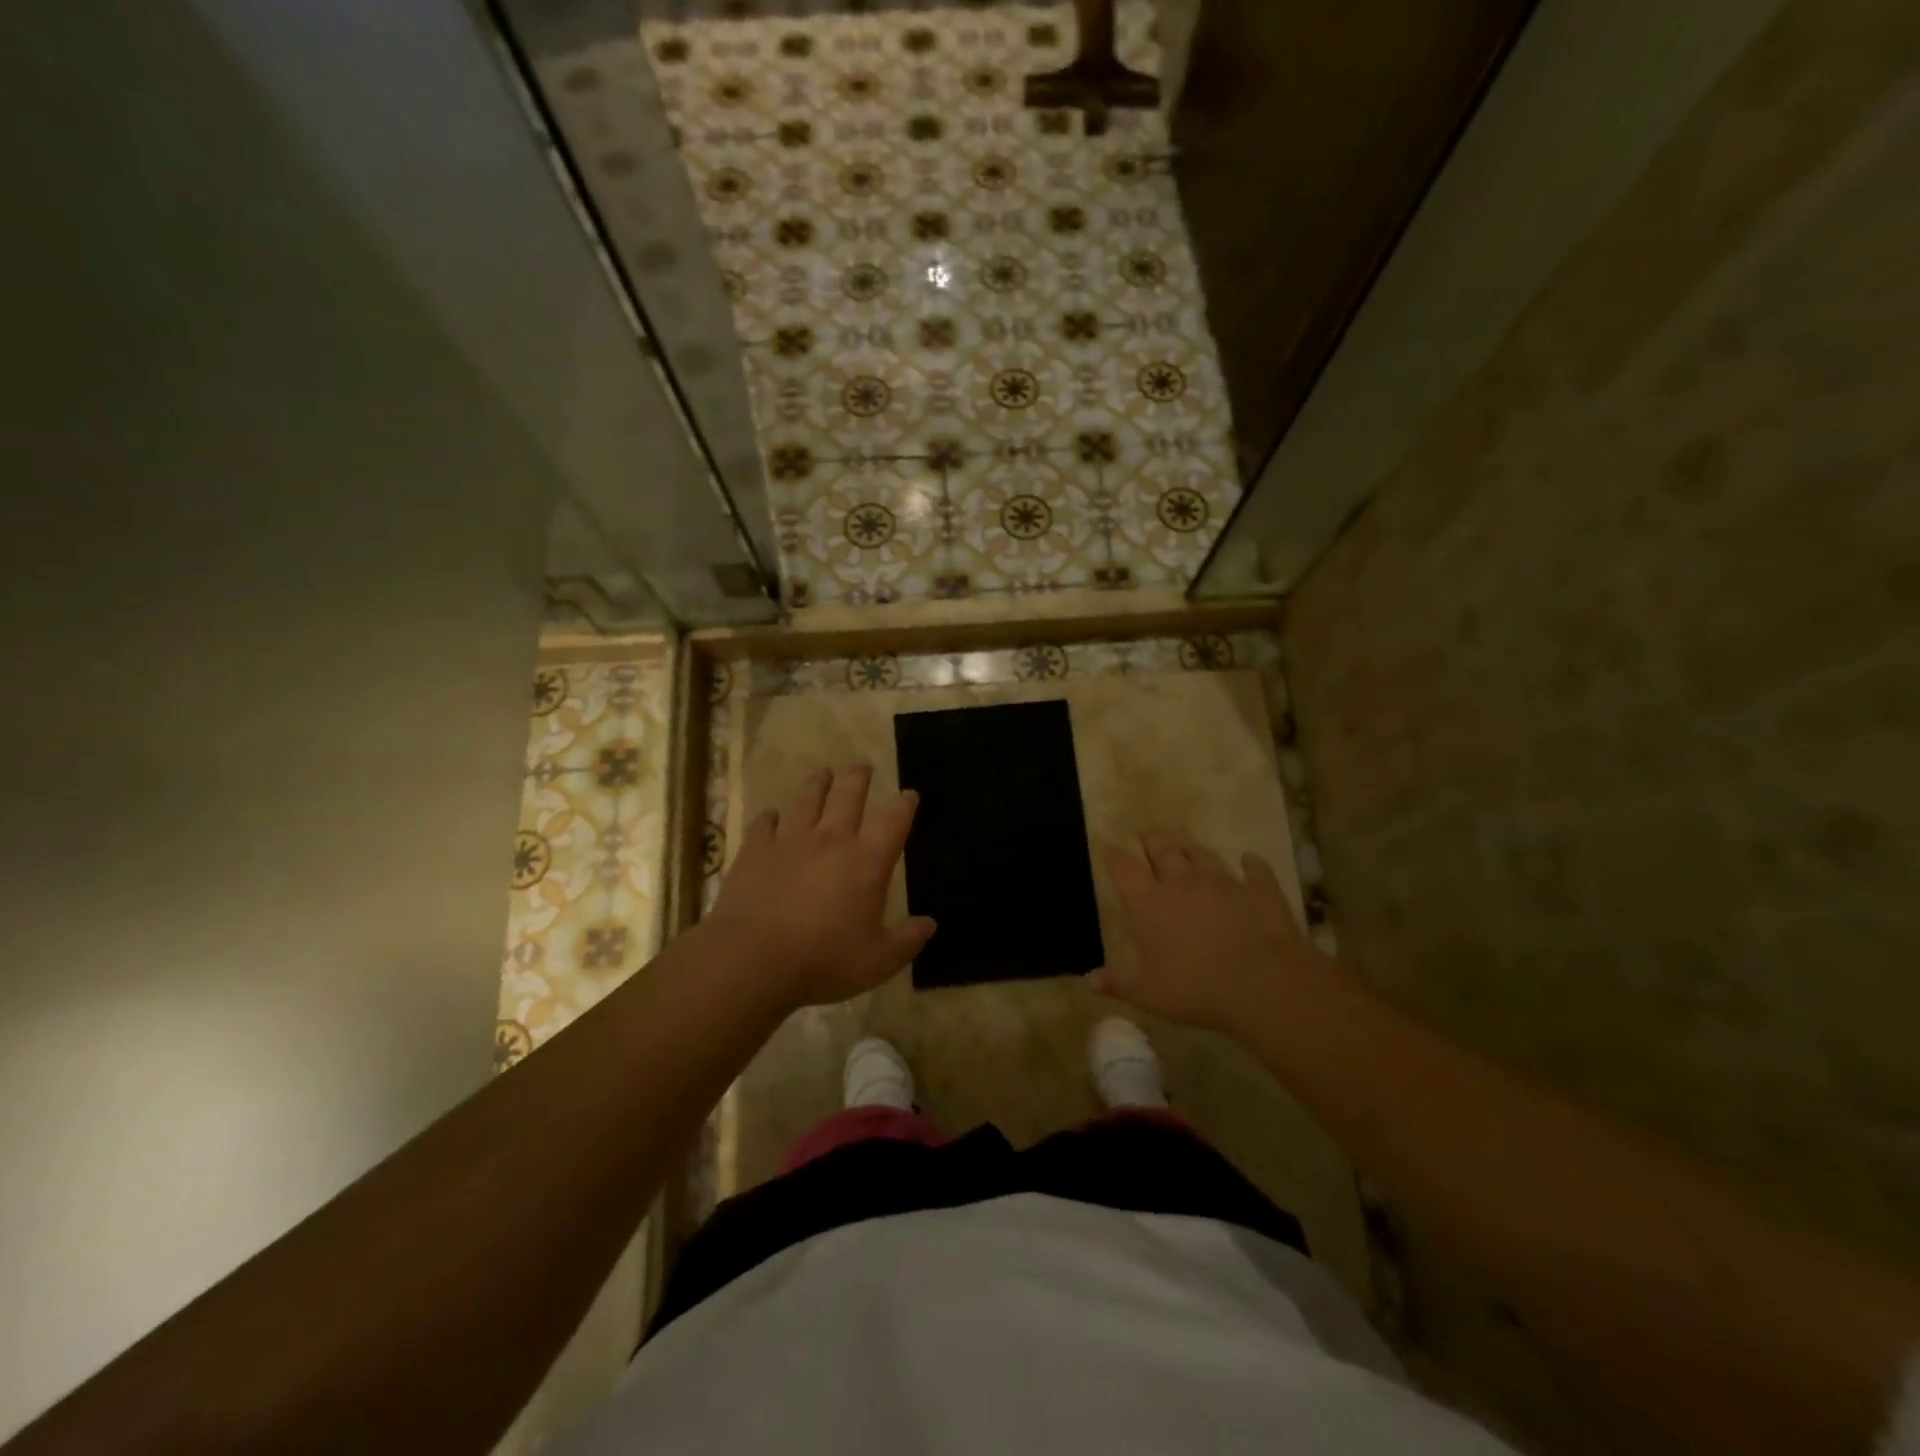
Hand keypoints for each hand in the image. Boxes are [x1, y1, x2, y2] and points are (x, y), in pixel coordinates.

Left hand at [704, 764, 934, 1010]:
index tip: (910, 794)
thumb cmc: (823, 959)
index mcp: (866, 861)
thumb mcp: (878, 961)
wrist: (752, 958)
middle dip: (859, 779)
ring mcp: (790, 841)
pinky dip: (769, 818)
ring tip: (823, 772)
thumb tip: (929, 924)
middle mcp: (831, 840)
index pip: (893, 821)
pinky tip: (771, 815)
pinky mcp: (755, 852)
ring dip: (817, 785)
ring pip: (807, 801)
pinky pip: (764, 825)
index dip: (904, 805)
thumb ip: (907, 940)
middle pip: (848, 797)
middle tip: (863, 766)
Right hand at [1091, 830, 1330, 1033]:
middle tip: (1147, 833)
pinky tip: (1249, 859)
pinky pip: (1254, 869)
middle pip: (1163, 850)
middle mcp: (1181, 883)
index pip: (1123, 869)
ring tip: (1185, 843)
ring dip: (1191, 848)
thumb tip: (1089, 979)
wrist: (1261, 984)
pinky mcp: (1258, 889)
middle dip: (1152, 839)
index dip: (1113, 856)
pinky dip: (1251, 863)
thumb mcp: (1148, 994)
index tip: (1107, 847)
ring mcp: (1222, 882)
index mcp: (1149, 903)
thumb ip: (1117, 983)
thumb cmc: (1195, 989)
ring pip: (1202, 854)